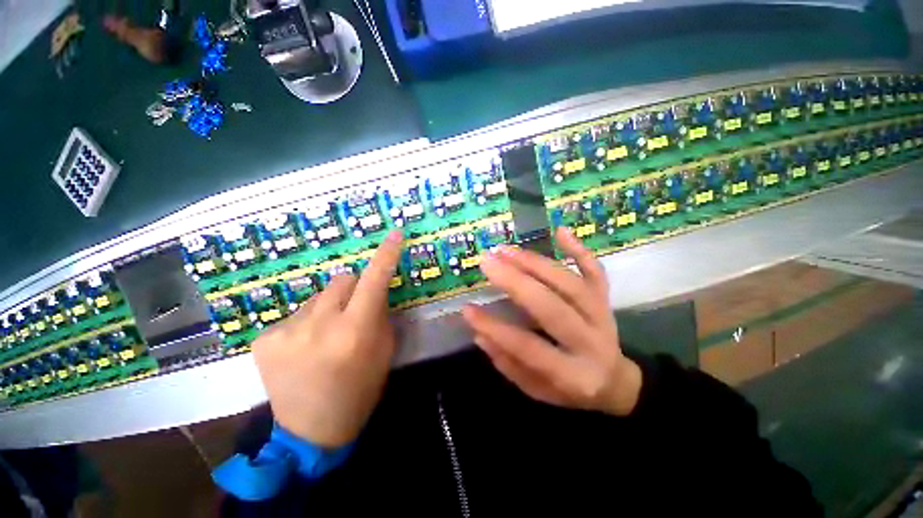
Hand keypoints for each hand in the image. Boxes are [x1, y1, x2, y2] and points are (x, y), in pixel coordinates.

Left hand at [252, 230, 403, 446]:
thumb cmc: (360, 390)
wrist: (311, 431)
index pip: (374, 280)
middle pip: (341, 280)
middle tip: (354, 310)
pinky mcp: (264, 338)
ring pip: (318, 296)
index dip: (386, 255)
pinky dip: (306, 323)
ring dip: (328, 307)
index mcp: (355, 332)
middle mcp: (320, 325)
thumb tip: (375, 289)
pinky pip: (296, 314)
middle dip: (353, 288)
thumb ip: (381, 315)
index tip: (394, 234)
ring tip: (326, 335)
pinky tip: (304, 347)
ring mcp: (286, 331)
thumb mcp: (383, 351)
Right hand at [461, 227, 641, 415]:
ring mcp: (602, 315)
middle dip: (515, 282)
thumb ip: (509, 364)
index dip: (495, 329)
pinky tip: (560, 231)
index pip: (528, 347)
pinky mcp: (605, 299)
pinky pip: (595, 271)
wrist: (615, 381)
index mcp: (574, 375)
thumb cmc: (570, 389)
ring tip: (505, 250)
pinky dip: (579, 250)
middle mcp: (591, 341)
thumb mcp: (537, 390)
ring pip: (569, 283)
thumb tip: (480, 334)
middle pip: (552, 306)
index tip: (467, 310)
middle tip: (486, 262)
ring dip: (535, 263)